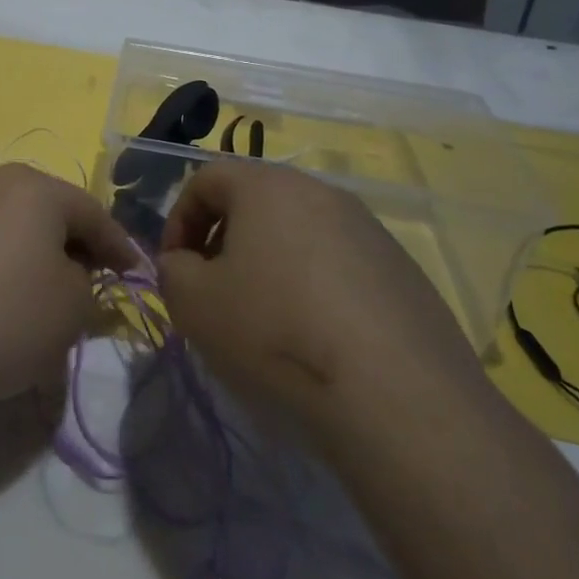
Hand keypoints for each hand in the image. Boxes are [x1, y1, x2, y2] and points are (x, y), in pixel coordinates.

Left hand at [0, 165, 142, 410]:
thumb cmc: (12, 318)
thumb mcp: (75, 302)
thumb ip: (89, 278)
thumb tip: (76, 273)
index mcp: (31, 184)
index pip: (90, 211)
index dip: (118, 245)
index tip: (136, 273)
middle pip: (48, 207)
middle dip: (75, 240)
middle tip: (97, 276)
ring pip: (12, 220)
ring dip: (37, 247)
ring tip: (53, 285)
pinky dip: (3, 256)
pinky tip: (9, 290)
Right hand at [157, 161, 479, 428]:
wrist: (398, 398)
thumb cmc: (277, 333)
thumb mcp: (193, 302)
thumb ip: (173, 270)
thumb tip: (187, 264)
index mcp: (268, 186)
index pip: (206, 179)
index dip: (178, 220)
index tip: (176, 268)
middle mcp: (321, 193)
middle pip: (256, 202)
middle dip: (226, 242)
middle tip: (216, 292)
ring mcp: (371, 231)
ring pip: (300, 234)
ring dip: (272, 266)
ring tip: (268, 322)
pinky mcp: (405, 273)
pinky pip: (342, 267)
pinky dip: (317, 291)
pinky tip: (320, 341)